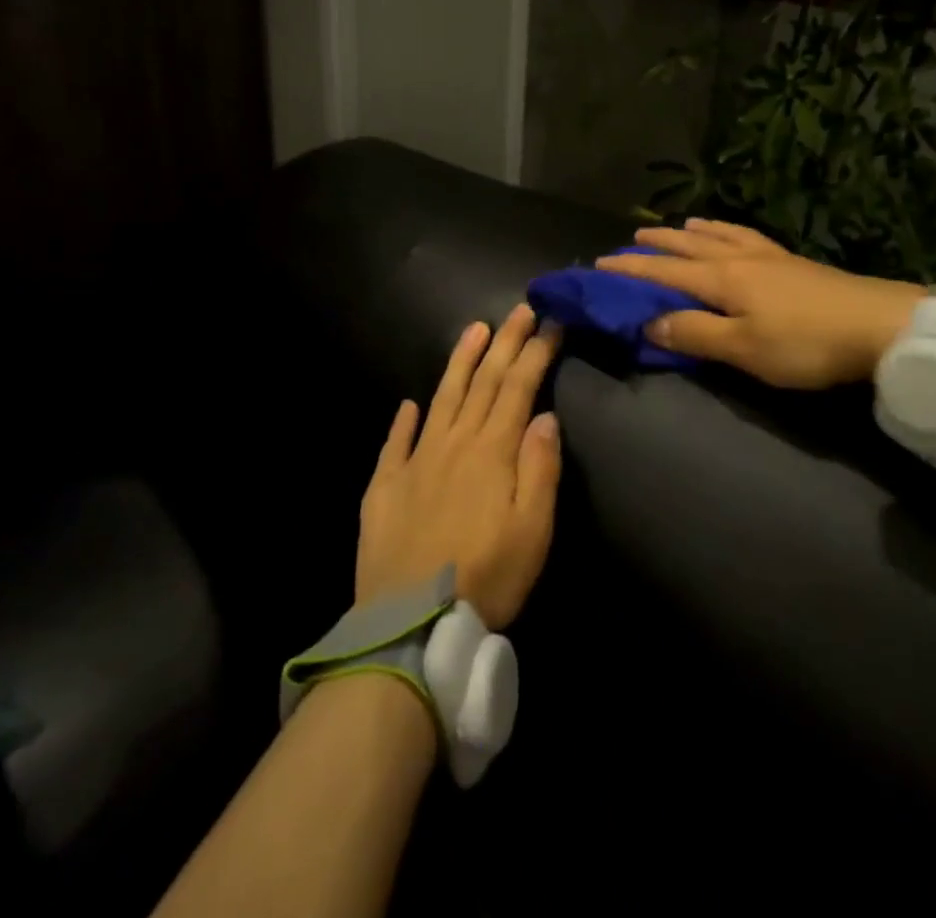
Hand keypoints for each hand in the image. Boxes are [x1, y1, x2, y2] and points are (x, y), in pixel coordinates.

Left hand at [356, 305, 562, 629]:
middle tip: (519, 309)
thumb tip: (544, 416)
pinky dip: (404, 420)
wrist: (411, 625)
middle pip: (483, 382)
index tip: (550, 323)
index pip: (518, 388)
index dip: (535, 353)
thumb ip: (540, 468)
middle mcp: (453, 443)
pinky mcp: (385, 486)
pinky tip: (409, 404)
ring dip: (460, 361)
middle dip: (504, 342)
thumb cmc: (487, 579)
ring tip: (474, 329)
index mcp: (492, 452)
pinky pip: (395, 443)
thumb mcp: (533, 531)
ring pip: (442, 398)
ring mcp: (415, 461)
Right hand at [596, 219, 923, 390]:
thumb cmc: (805, 343)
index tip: (599, 265)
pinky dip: (727, 230)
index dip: (630, 269)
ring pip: (718, 236)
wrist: (880, 325)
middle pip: (688, 246)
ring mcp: (768, 256)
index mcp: (721, 279)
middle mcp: (738, 258)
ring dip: (691, 232)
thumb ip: (694, 333)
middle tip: (631, 240)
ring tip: (676, 226)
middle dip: (657, 244)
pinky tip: (732, 233)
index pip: (664, 271)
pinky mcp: (792, 261)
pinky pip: (747, 236)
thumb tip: (649, 321)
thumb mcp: (744, 349)